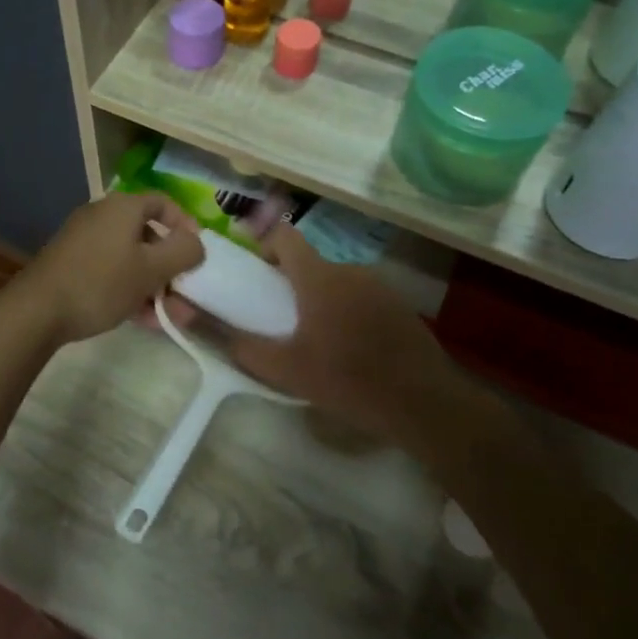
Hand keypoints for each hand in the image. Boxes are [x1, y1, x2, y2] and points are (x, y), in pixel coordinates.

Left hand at [14, 192, 203, 345]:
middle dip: (170, 266)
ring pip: (130, 258)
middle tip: (185, 292)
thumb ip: (183, 253)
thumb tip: (196, 243)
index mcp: (123, 207)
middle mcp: (102, 216)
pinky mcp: (71, 265)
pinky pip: (110, 272)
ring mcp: (83, 241)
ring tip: (170, 315)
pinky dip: (130, 290)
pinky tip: (144, 320)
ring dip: (154, 285)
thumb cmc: (101, 282)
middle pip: (147, 234)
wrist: (37, 310)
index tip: (198, 253)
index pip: (163, 203)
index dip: (185, 225)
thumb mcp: (151, 269)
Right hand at [219, 225, 459, 445]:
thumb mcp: (286, 370)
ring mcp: (380, 286)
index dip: (265, 245)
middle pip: (310, 263)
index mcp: (319, 277)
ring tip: (317, 339)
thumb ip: (245, 348)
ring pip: (337, 282)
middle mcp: (349, 270)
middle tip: (281, 319)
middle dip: (292, 283)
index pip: (285, 236)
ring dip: (322, 300)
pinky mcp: (400, 305)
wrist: (423, 402)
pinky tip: (352, 349)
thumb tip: (214, 331)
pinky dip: (349, 313)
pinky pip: (362, 298)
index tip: (257, 273)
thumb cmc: (347, 380)